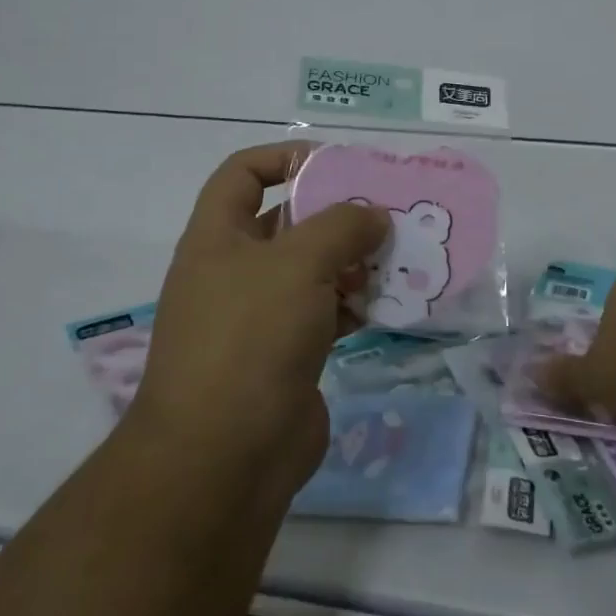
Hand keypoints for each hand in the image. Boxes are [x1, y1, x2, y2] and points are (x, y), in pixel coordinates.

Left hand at [126, 142, 388, 504]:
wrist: (223, 458)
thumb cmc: (251, 338)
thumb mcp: (298, 263)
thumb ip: (342, 225)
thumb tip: (374, 216)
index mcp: (217, 237)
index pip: (243, 173)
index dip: (284, 157)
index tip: (336, 165)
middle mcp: (234, 271)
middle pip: (288, 222)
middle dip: (336, 213)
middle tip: (386, 210)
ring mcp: (260, 317)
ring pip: (313, 270)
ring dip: (353, 261)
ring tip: (398, 256)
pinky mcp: (286, 355)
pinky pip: (326, 313)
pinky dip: (356, 304)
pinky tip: (391, 302)